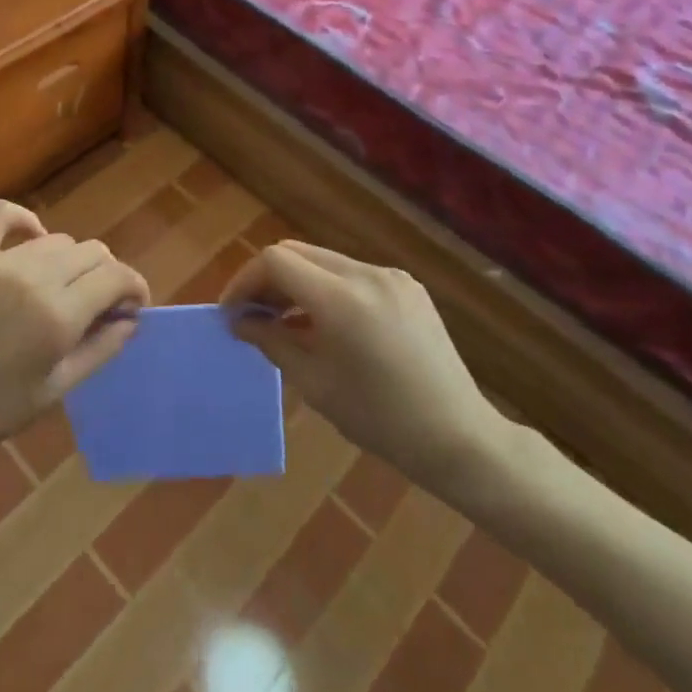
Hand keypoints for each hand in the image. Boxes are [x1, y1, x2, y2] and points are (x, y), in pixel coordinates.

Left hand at [0, 199, 149, 463]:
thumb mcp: (56, 390)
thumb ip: (101, 349)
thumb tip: (131, 319)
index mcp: (58, 317)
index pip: (116, 277)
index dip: (134, 287)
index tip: (133, 305)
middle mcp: (34, 279)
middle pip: (92, 252)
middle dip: (106, 275)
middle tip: (97, 304)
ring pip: (57, 240)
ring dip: (70, 261)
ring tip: (61, 288)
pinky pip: (3, 215)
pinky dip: (24, 221)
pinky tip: (32, 239)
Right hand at [220, 241, 513, 502]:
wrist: (459, 438)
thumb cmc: (380, 420)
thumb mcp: (315, 384)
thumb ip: (272, 341)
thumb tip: (240, 321)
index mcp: (341, 299)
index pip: (276, 261)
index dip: (246, 281)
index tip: (232, 312)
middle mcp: (366, 274)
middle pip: (297, 253)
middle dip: (267, 279)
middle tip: (252, 316)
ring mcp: (390, 276)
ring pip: (323, 261)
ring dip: (296, 283)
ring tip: (284, 322)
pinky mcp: (407, 286)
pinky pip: (352, 274)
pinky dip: (327, 289)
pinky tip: (325, 325)